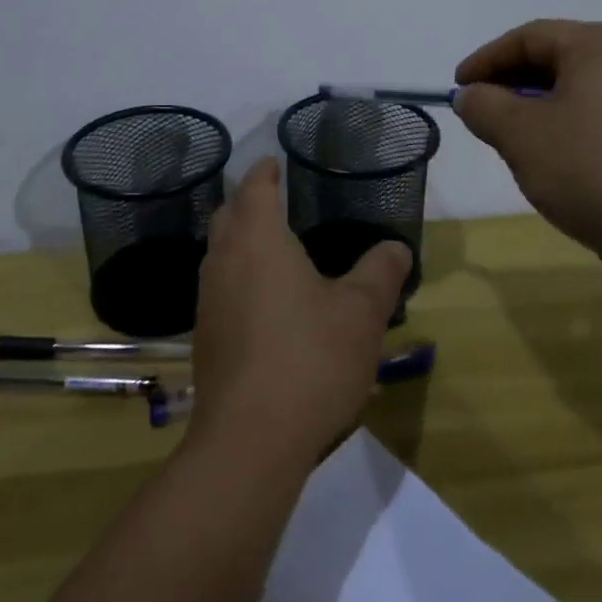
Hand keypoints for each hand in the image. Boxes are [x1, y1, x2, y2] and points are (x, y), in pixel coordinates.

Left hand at [187, 157, 410, 471]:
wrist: (250, 439)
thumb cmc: (309, 359)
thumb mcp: (360, 313)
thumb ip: (380, 273)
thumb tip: (396, 247)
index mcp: (258, 240)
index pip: (255, 189)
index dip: (264, 172)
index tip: (273, 162)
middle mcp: (224, 261)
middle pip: (228, 215)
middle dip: (246, 201)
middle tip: (270, 197)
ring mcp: (208, 300)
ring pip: (219, 253)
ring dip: (238, 239)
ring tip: (269, 244)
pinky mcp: (205, 337)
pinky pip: (219, 287)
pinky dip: (237, 276)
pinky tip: (262, 300)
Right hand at [453, 19, 601, 288]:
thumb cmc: (590, 170)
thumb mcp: (520, 135)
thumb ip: (484, 106)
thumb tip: (471, 96)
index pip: (529, 37)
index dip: (485, 60)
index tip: (456, 87)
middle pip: (557, 59)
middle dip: (511, 83)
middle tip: (479, 112)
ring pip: (579, 89)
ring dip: (537, 107)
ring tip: (509, 137)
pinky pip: (601, 115)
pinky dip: (568, 125)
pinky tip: (552, 157)